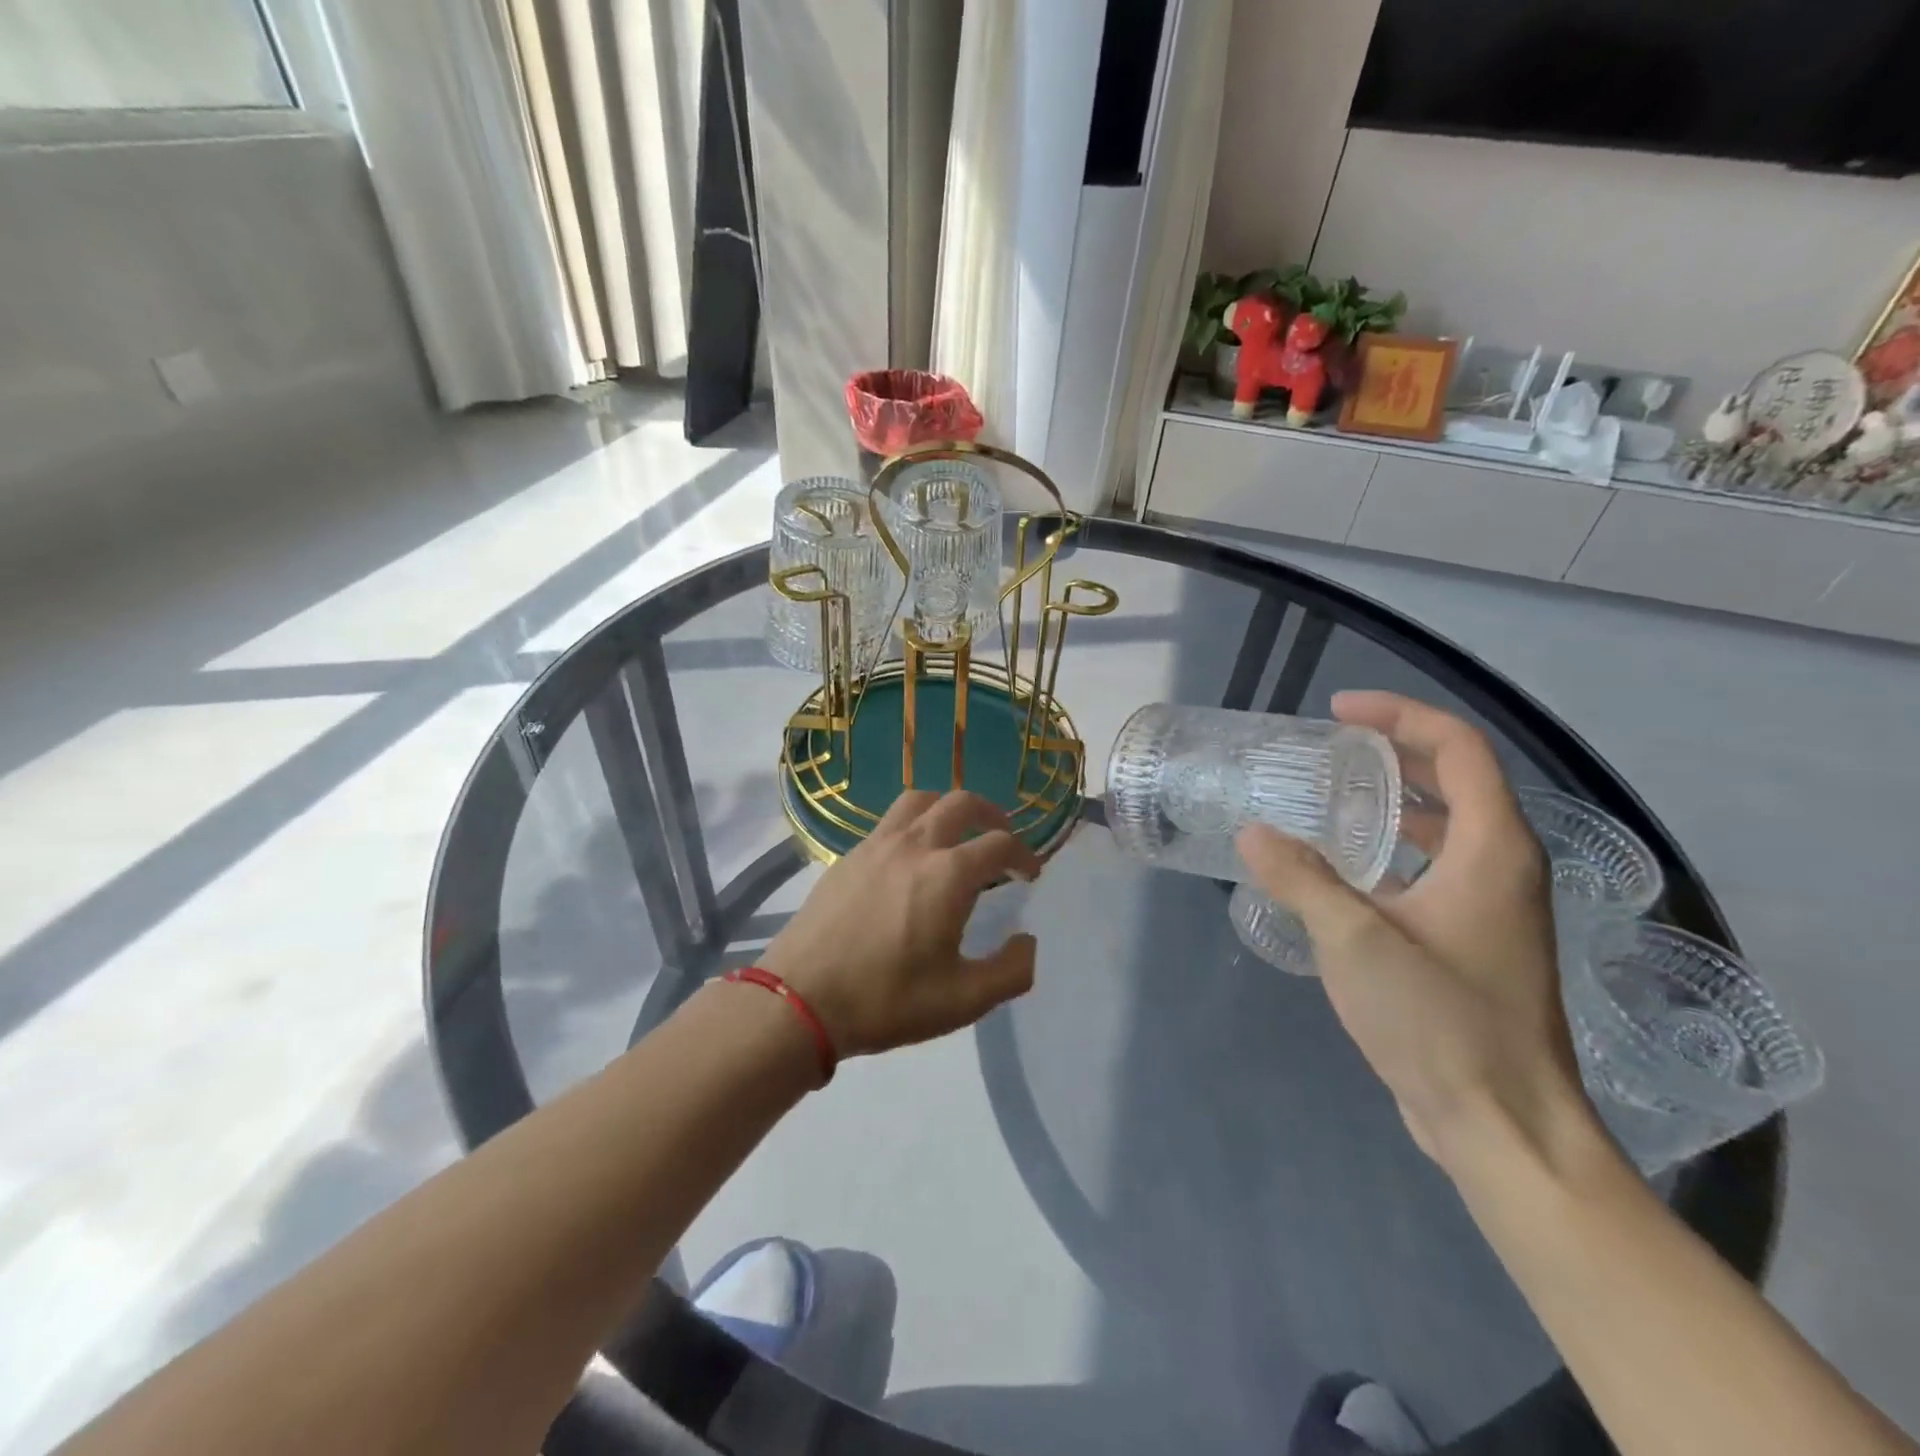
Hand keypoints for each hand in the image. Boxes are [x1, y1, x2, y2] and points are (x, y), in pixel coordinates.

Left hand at [760, 790, 1041, 1058]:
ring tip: (957, 831)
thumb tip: (1029, 942)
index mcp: (949, 874)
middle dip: (991, 814)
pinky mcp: (848, 855)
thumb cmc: (886, 1000)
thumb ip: (1011, 971)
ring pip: (920, 799)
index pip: (1000, 844)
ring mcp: (876, 845)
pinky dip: (914, 823)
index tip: (1030, 873)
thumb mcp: (962, 1000)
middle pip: (962, 803)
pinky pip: (890, 820)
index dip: (1024, 854)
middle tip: (1002, 837)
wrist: (801, 999)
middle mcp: (915, 845)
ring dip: (948, 807)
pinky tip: (910, 856)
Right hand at [1237, 691, 1596, 1171]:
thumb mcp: (1355, 941)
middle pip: (1455, 780)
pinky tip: (1341, 870)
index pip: (1458, 748)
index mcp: (1494, 850)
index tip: (1338, 711)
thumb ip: (1300, 878)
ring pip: (1445, 828)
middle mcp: (1504, 867)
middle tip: (1327, 749)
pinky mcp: (1473, 942)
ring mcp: (1492, 908)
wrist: (1502, 1126)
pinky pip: (1433, 869)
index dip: (1400, 716)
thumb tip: (1252, 832)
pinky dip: (1392, 850)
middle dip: (1393, 753)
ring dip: (1392, 803)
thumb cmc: (1441, 1022)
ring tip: (1327, 799)